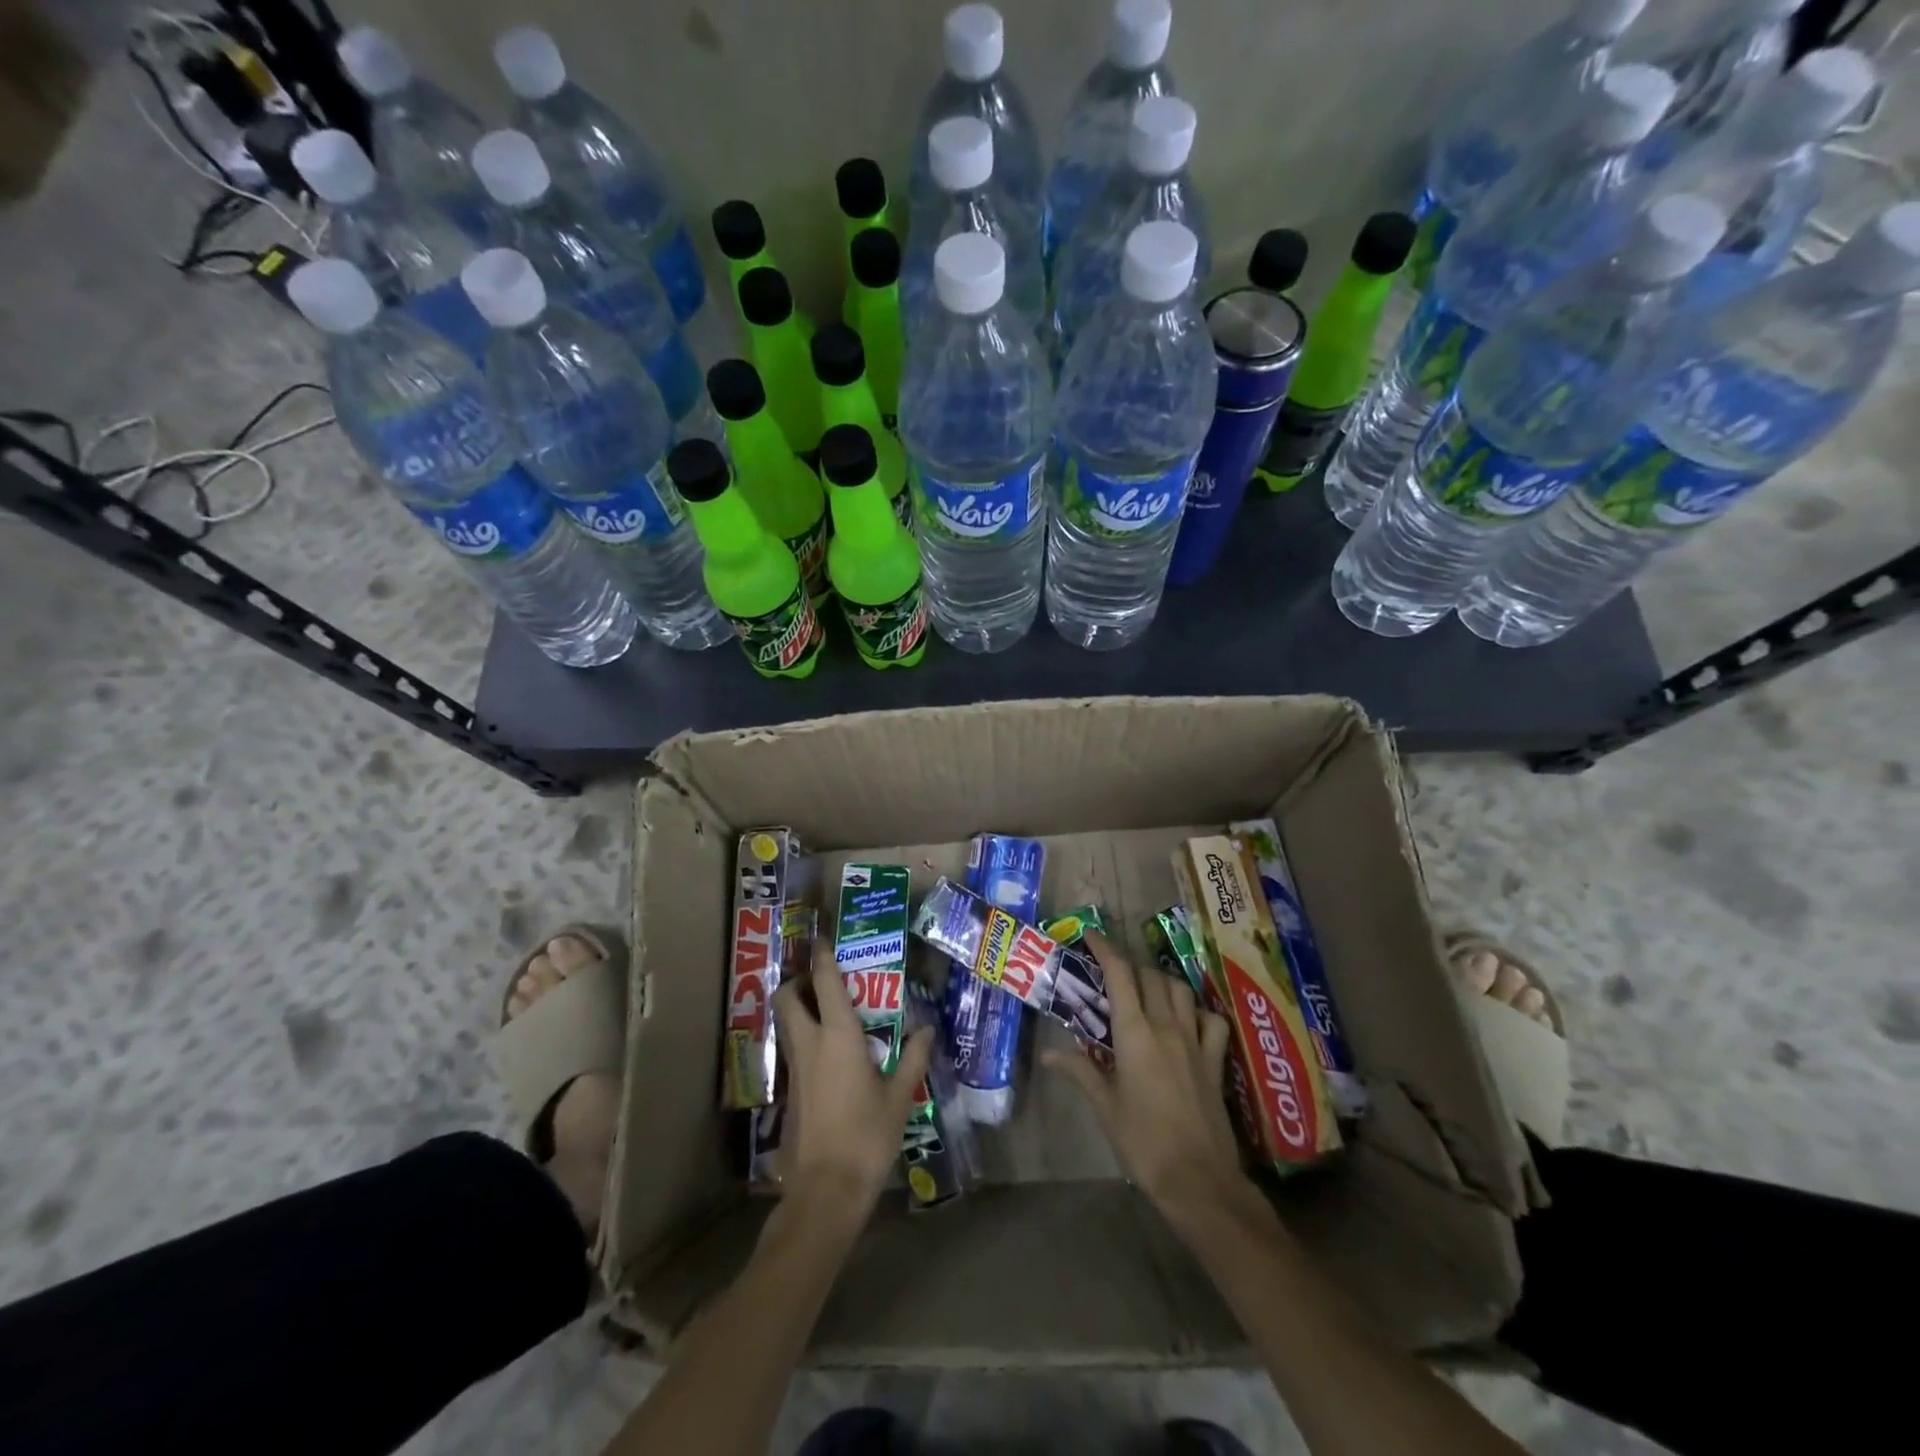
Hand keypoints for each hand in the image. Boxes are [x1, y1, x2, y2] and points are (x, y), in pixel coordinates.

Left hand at [773, 944, 932, 1209]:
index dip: (823, 956)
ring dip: (798, 1008)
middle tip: (822, 980)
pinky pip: (793, 1050)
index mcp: (838, 1036)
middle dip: (798, 981)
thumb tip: (926, 1030)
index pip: (824, 983)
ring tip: (827, 1011)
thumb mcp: (898, 1097)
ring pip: (786, 1023)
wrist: (824, 1190)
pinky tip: (829, 1054)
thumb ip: (912, 1059)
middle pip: (787, 998)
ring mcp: (794, 1069)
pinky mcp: (789, 1092)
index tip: (823, 936)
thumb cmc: (866, 1136)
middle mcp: (809, 1044)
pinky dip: (803, 1038)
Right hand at [1045, 929, 1244, 1222]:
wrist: (1198, 1179)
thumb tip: (1048, 1052)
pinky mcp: (1215, 1061)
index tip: (1091, 935)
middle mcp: (1167, 1026)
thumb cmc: (1143, 1142)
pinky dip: (1199, 1011)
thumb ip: (1080, 1071)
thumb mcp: (1105, 1106)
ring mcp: (1195, 1041)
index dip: (1105, 949)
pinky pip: (1212, 1020)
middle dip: (1129, 965)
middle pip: (1149, 976)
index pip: (1119, 974)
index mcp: (1134, 1033)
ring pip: (1180, 990)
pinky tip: (1188, 1019)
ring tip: (1146, 989)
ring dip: (1161, 981)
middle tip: (1111, 972)